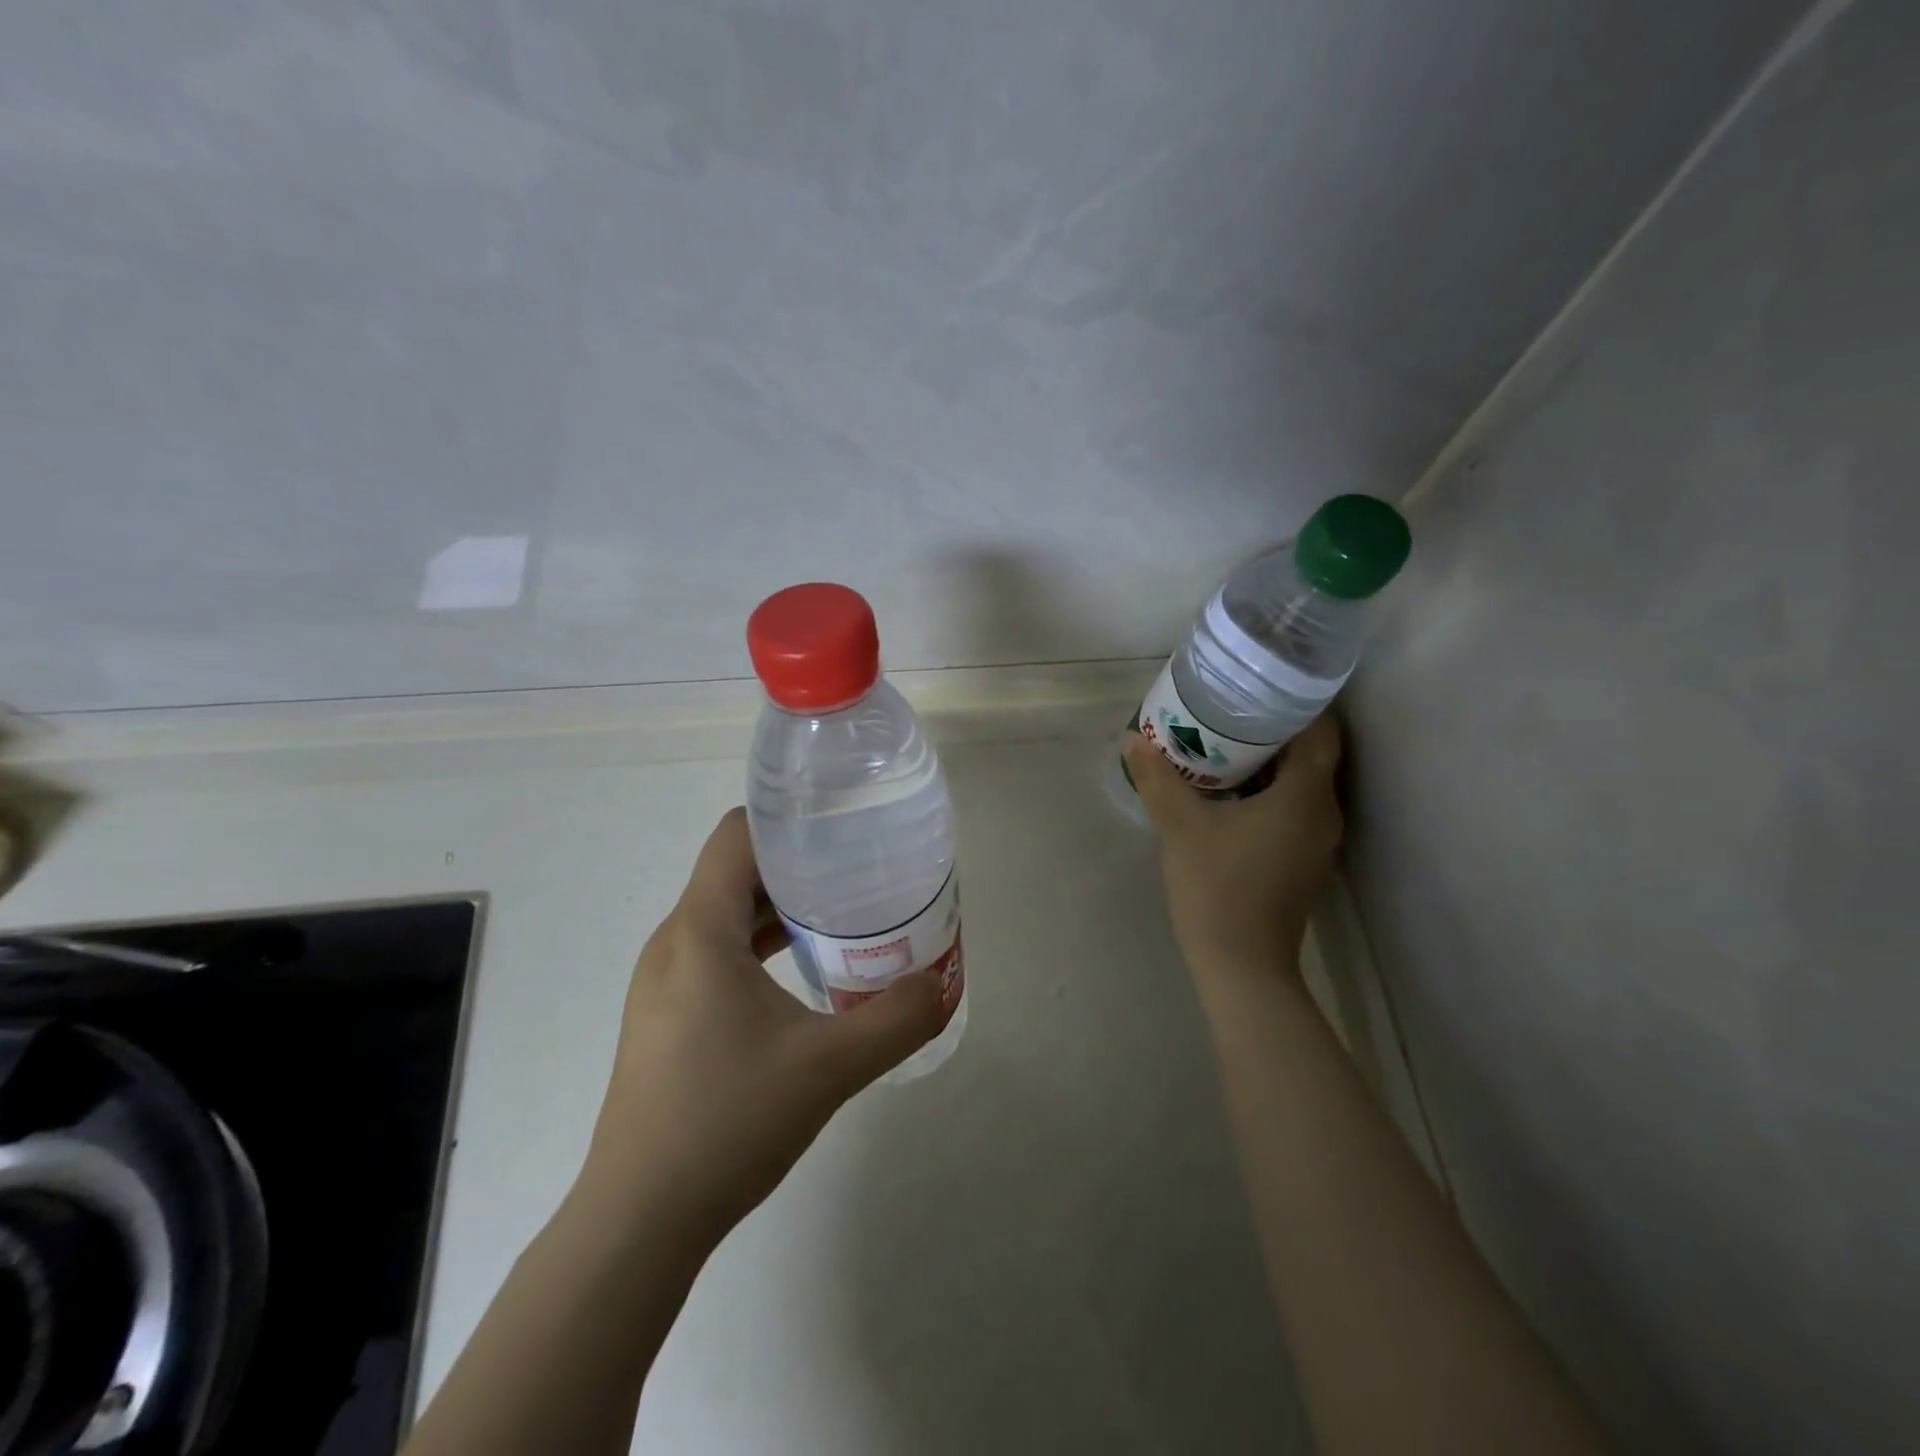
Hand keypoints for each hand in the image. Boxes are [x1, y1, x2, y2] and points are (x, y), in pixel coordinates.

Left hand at [575, 808, 950, 1244]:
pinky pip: (719, 950)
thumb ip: (897, 1019)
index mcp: (700, 932)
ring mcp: (665, 981)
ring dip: (782, 905)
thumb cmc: (727, 1124)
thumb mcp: (829, 1067)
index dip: (788, 818)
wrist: (638, 1222)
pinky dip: (762, 943)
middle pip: (735, 870)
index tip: (843, 823)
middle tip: (861, 868)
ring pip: (727, 913)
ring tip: (844, 913)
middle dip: (798, 862)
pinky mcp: (668, 1014)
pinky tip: (806, 971)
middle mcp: (674, 943)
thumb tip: (942, 983)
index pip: (736, 835)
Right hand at [1124, 713, 1343, 976]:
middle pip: (1311, 754)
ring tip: (1223, 742)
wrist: (1241, 965)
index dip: (1295, 704)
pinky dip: (1267, 790)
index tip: (1257, 687)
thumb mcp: (1180, 826)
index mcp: (1306, 796)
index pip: (1320, 731)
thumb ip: (1157, 778)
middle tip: (1229, 708)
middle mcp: (1323, 812)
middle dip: (1273, 729)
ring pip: (1301, 782)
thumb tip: (1133, 739)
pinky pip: (1292, 807)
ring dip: (1268, 761)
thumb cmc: (1217, 887)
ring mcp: (1316, 840)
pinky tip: (1229, 790)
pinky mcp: (1302, 860)